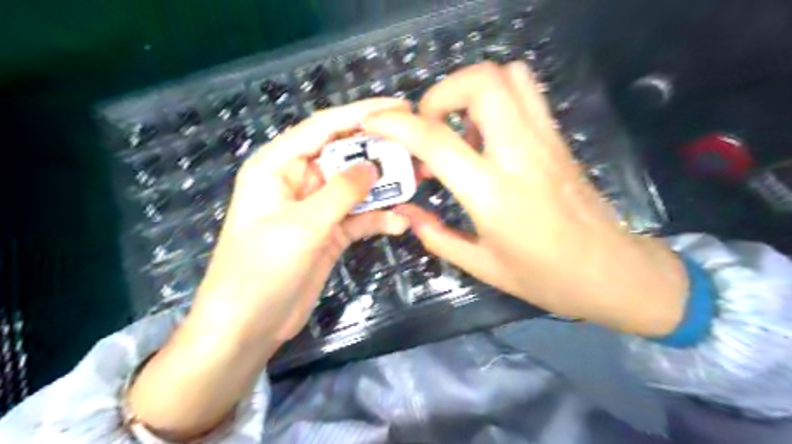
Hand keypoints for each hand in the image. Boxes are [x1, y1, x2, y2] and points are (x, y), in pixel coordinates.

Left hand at [128, 100, 407, 437]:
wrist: (249, 324)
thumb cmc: (262, 269)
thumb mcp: (303, 225)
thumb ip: (341, 191)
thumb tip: (373, 165)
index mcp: (279, 165)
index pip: (324, 128)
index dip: (362, 114)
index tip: (399, 107)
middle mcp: (299, 181)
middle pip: (345, 156)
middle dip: (380, 152)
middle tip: (418, 148)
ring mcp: (317, 208)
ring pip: (356, 187)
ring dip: (385, 186)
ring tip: (419, 181)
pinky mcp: (330, 233)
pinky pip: (359, 217)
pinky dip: (379, 217)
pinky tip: (400, 223)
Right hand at [362, 62, 687, 335]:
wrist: (612, 271)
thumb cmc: (545, 277)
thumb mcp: (481, 265)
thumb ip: (436, 236)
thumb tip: (405, 212)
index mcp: (493, 194)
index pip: (436, 140)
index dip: (396, 123)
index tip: (375, 122)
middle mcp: (520, 154)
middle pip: (480, 82)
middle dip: (440, 93)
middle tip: (428, 126)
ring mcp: (545, 140)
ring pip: (508, 76)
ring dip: (470, 90)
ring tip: (456, 127)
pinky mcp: (559, 138)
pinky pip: (526, 94)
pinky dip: (496, 97)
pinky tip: (485, 134)